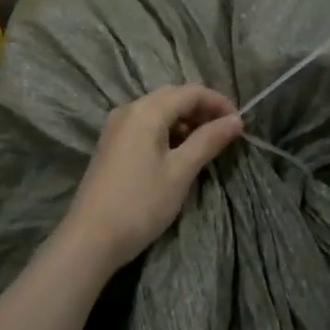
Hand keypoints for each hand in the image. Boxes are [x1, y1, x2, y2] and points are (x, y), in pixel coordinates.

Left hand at [60, 85, 241, 270]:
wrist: (90, 237)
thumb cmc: (140, 203)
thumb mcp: (180, 172)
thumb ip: (208, 141)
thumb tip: (236, 120)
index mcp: (146, 111)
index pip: (189, 92)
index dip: (217, 102)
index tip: (239, 123)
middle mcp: (128, 109)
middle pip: (172, 96)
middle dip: (201, 109)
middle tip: (224, 133)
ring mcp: (116, 126)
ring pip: (157, 110)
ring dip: (184, 120)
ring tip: (205, 145)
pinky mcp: (111, 143)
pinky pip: (144, 124)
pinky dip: (166, 131)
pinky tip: (178, 153)